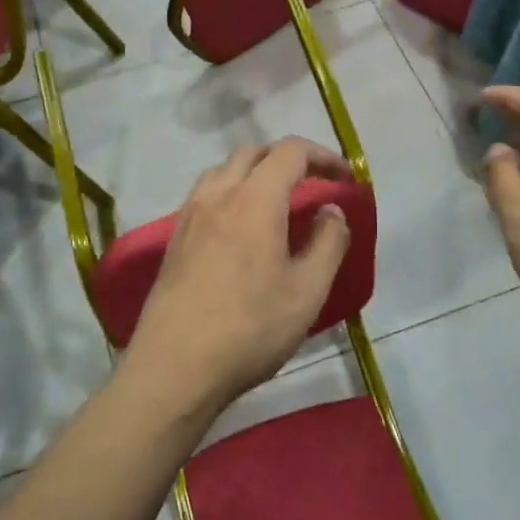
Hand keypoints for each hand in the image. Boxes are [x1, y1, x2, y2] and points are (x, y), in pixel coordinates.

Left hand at [125, 138, 354, 414]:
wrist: (175, 367)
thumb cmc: (250, 329)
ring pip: (223, 170)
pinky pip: (205, 195)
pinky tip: (240, 228)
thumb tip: (331, 210)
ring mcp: (190, 215)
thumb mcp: (307, 291)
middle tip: (313, 182)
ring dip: (254, 172)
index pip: (291, 152)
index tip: (345, 178)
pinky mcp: (174, 239)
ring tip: (276, 201)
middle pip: (253, 152)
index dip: (323, 156)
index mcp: (254, 199)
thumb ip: (328, 242)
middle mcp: (217, 194)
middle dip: (287, 158)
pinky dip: (231, 192)